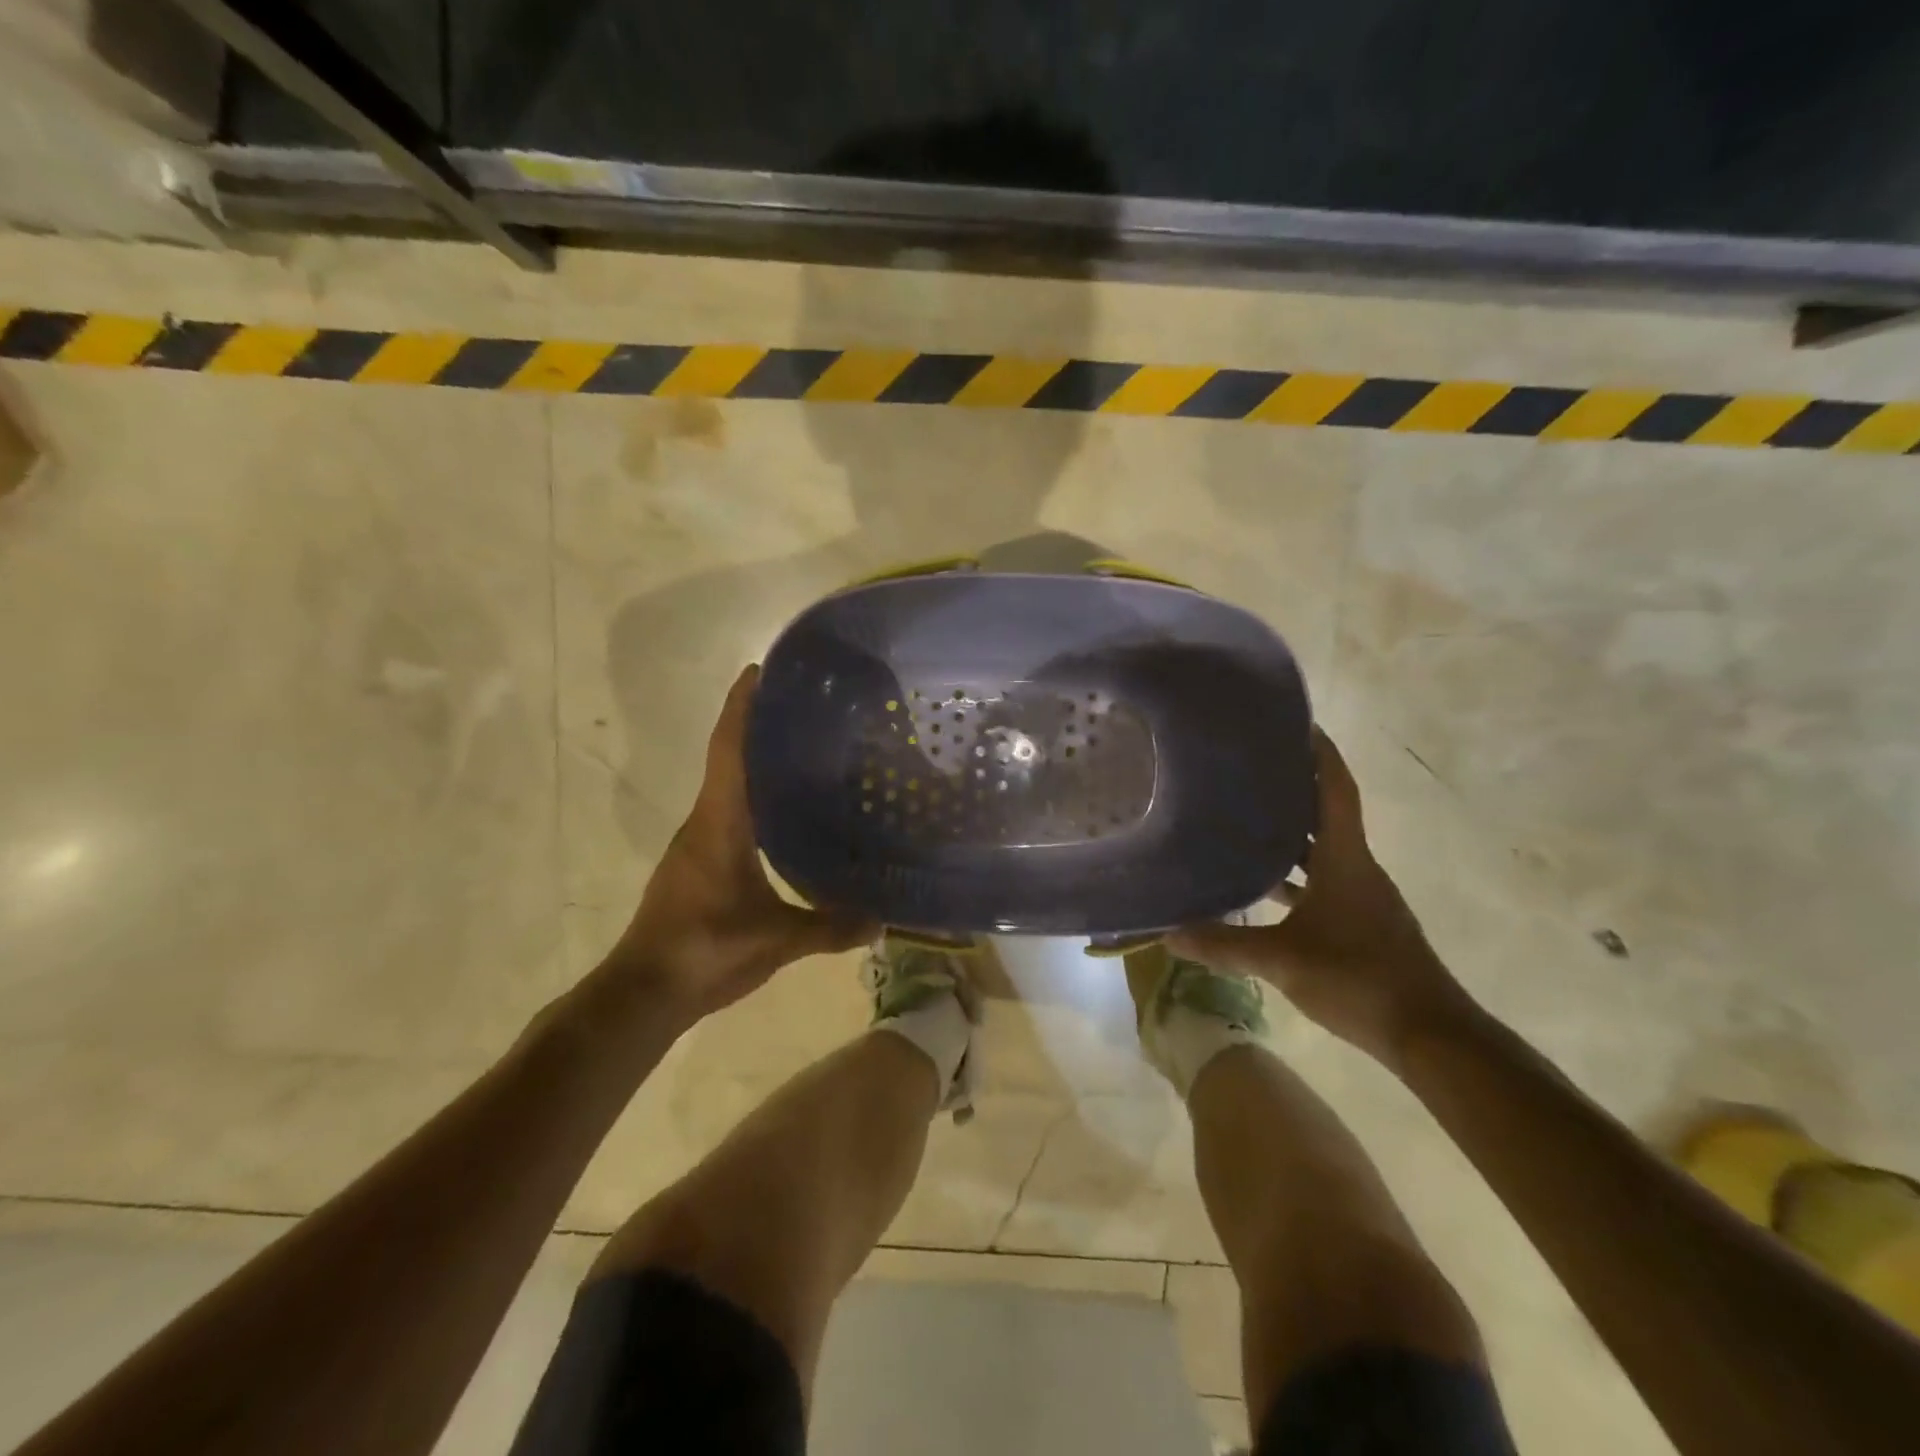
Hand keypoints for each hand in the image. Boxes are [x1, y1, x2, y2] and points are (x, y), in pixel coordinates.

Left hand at [607, 665, 875, 1019]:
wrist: (643, 992)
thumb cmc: (705, 950)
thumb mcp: (776, 939)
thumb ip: (830, 927)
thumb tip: (882, 921)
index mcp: (720, 823)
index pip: (728, 750)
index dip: (740, 707)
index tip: (758, 670)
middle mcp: (703, 822)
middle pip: (727, 759)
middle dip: (755, 727)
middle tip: (802, 709)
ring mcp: (695, 845)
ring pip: (726, 789)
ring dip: (753, 763)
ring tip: (801, 754)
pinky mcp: (695, 865)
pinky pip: (726, 815)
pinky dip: (751, 798)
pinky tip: (783, 815)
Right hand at [1169, 731, 1474, 1068]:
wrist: (1429, 1035)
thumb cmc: (1360, 980)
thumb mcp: (1284, 960)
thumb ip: (1225, 945)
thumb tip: (1168, 934)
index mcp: (1347, 859)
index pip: (1336, 790)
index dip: (1320, 753)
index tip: (1296, 722)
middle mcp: (1356, 867)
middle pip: (1325, 812)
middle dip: (1293, 785)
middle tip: (1248, 765)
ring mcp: (1360, 895)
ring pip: (1321, 848)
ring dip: (1290, 831)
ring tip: (1244, 813)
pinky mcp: (1358, 920)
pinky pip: (1320, 881)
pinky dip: (1292, 875)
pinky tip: (1260, 885)